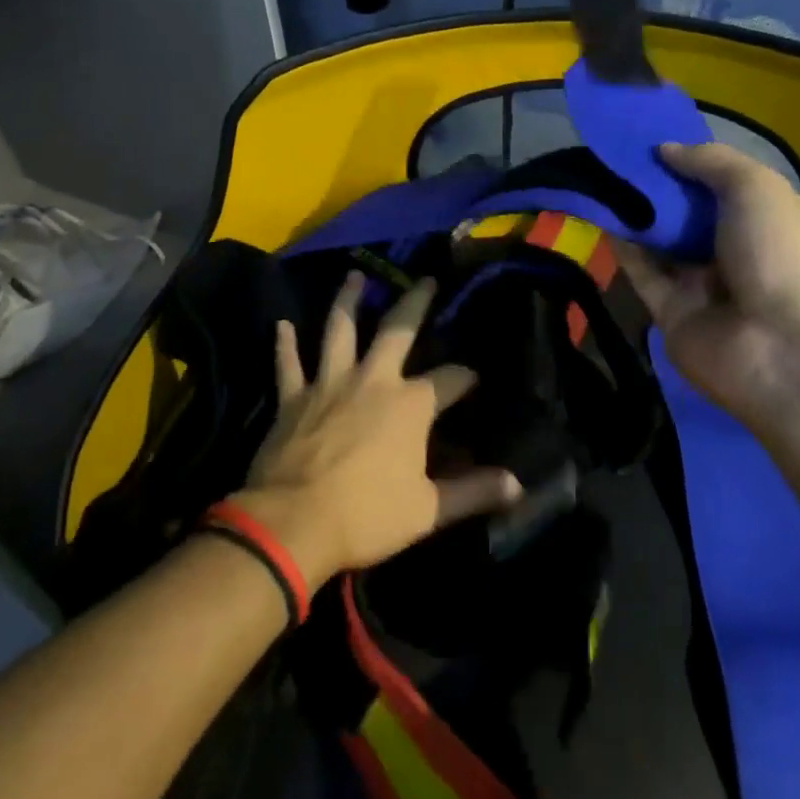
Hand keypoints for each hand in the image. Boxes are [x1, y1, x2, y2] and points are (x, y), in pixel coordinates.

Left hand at [235, 273, 523, 589]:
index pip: (449, 380)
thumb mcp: (428, 509)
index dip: (465, 377)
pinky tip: (281, 324)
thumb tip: (518, 485)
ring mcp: (329, 383)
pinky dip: (285, 344)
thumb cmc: (366, 515)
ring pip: (339, 330)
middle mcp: (373, 380)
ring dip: (346, 301)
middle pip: (397, 331)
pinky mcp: (292, 398)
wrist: (293, 522)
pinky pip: (288, 364)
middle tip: (425, 279)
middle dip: (415, 303)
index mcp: (410, 404)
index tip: (474, 378)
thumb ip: (473, 492)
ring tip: (354, 276)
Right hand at [616, 142, 799, 449]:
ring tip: (596, 177)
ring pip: (661, 244)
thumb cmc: (784, 254)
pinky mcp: (671, 315)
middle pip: (688, 215)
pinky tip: (598, 215)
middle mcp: (735, 254)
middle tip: (614, 156)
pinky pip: (643, 274)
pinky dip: (623, 247)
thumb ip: (710, 162)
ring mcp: (703, 287)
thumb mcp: (757, 188)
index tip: (651, 140)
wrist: (788, 351)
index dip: (689, 164)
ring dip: (634, 213)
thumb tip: (665, 149)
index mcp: (767, 223)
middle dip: (656, 188)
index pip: (722, 187)